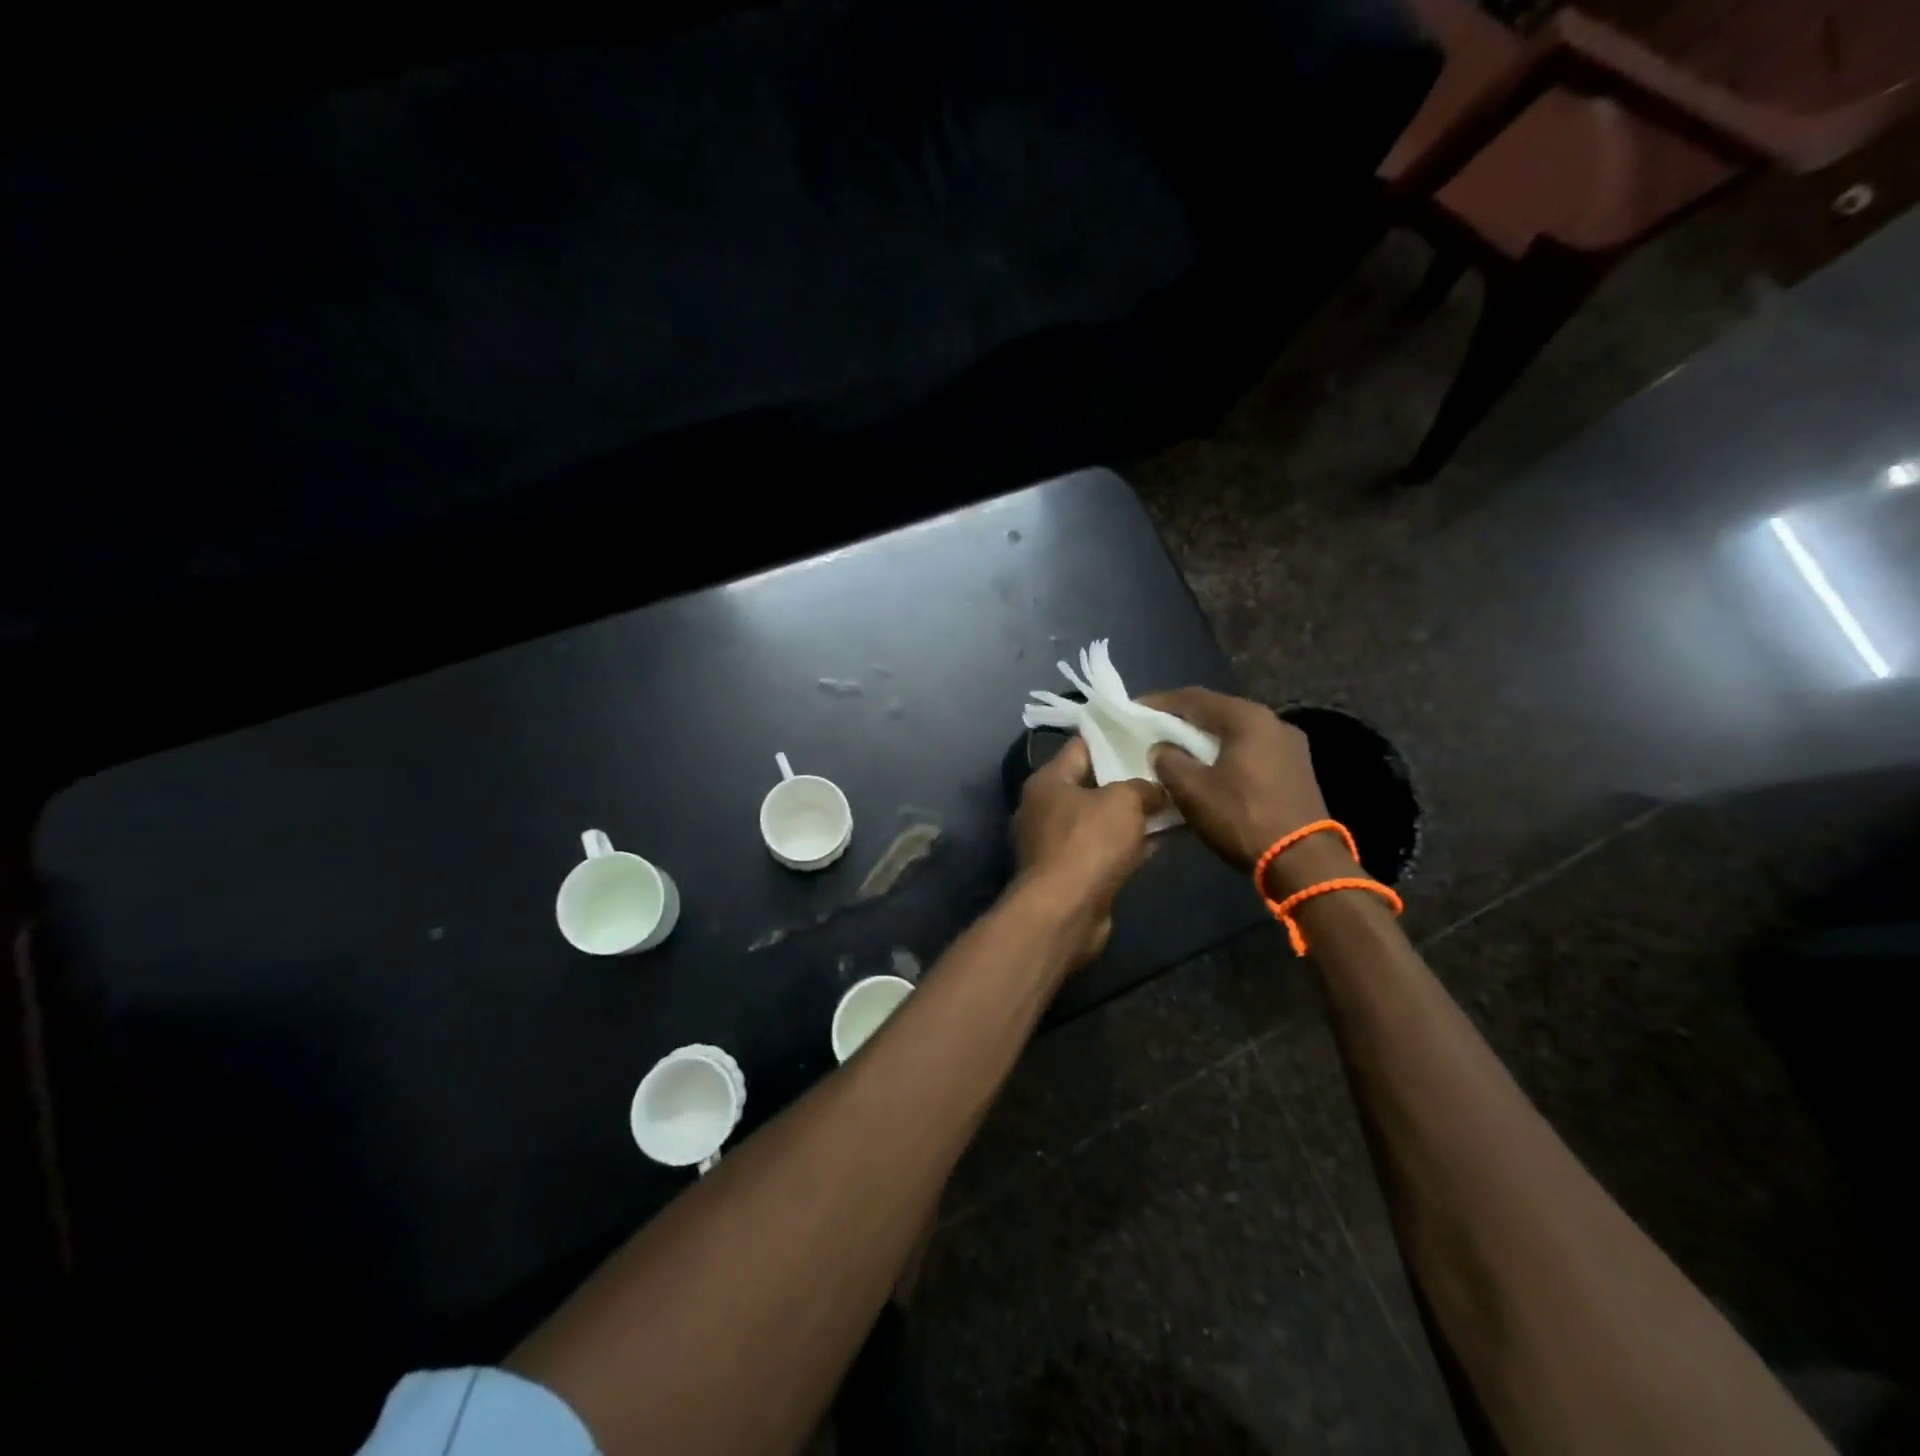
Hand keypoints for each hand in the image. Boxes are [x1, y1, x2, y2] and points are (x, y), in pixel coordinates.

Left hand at [1012, 736, 1164, 962]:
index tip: (1147, 733)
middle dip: (1129, 778)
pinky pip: (1106, 848)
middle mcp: (1045, 808)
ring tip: (1174, 800)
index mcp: (1047, 781)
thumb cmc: (1088, 843)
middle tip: (1166, 768)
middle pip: (1093, 784)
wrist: (1065, 911)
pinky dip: (1131, 843)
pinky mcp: (1072, 873)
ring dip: (1134, 814)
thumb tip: (1156, 789)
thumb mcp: (1123, 801)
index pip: (1081, 746)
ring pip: (1102, 819)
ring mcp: (1057, 843)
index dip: (1114, 738)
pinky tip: (1166, 837)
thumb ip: (1143, 786)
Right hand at [1142, 688, 1348, 895]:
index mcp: (1248, 718)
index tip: (1134, 710)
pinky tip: (1209, 771)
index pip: (1194, 698)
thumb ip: (1168, 761)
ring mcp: (1290, 747)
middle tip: (1153, 730)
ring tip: (1177, 752)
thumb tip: (1162, 749)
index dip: (1159, 703)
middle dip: (1183, 721)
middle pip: (1218, 713)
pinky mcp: (1296, 771)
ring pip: (1235, 734)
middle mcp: (1274, 722)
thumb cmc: (1242, 818)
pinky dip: (1225, 755)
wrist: (1303, 862)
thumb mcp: (1191, 790)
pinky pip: (1250, 752)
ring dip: (1205, 740)